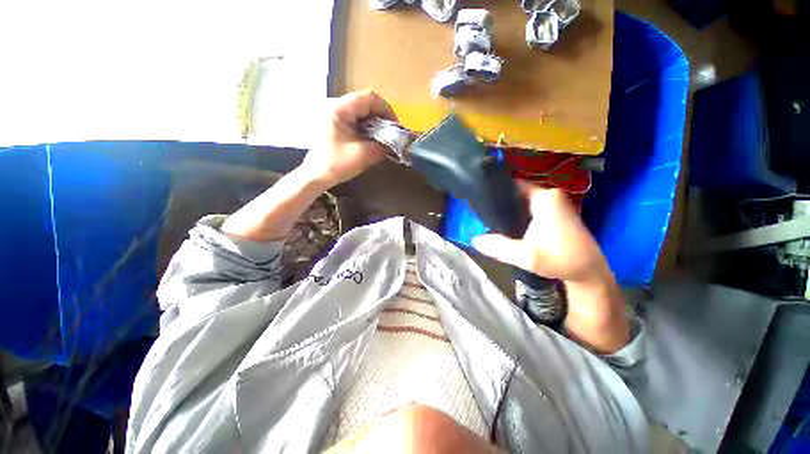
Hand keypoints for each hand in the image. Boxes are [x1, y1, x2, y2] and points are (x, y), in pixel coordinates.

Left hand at [300, 90, 397, 189]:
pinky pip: (355, 120)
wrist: (315, 176)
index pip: (369, 98)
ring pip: (361, 112)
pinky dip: (366, 128)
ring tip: (383, 138)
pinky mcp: (334, 124)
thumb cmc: (335, 164)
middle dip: (381, 118)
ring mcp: (333, 114)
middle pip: (365, 103)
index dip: (386, 110)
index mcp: (339, 108)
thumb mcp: (362, 155)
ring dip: (374, 124)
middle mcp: (335, 106)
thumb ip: (381, 147)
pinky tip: (371, 140)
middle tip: (390, 134)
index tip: (395, 127)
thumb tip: (393, 144)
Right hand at [472, 184, 610, 286]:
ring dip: (508, 209)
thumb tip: (474, 240)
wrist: (589, 272)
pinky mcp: (555, 213)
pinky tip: (506, 225)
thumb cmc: (561, 260)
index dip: (495, 191)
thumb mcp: (526, 256)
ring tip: (489, 218)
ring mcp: (554, 203)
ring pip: (522, 200)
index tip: (478, 200)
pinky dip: (517, 213)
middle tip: (480, 213)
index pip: (512, 184)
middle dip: (499, 202)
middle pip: (516, 192)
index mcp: (544, 198)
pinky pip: (529, 207)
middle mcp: (550, 195)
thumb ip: (498, 247)